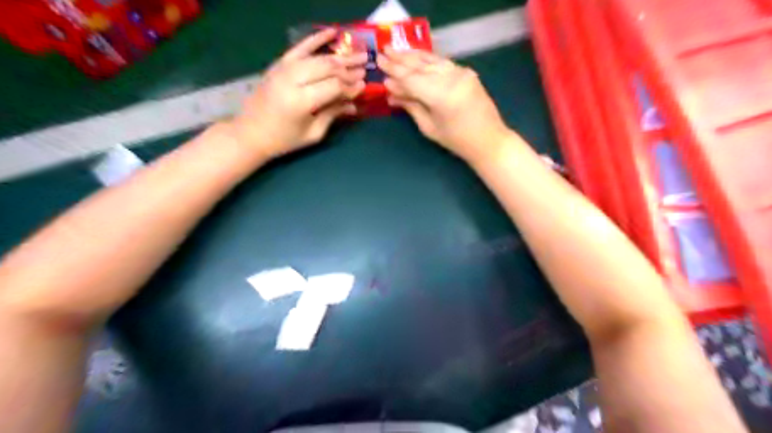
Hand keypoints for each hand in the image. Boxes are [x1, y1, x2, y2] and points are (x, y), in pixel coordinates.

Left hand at [228, 29, 366, 160]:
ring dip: (339, 57)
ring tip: (357, 56)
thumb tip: (353, 104)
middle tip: (364, 68)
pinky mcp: (279, 64)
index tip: (364, 86)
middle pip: (327, 68)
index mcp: (301, 101)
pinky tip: (332, 33)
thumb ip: (333, 114)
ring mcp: (283, 69)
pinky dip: (316, 39)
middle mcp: (292, 80)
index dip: (351, 86)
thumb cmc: (284, 140)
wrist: (250, 133)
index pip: (334, 86)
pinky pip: (300, 47)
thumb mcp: (313, 133)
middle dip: (349, 69)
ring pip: (318, 58)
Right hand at [375, 46, 510, 161]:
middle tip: (382, 52)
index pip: (411, 79)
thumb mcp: (429, 127)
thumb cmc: (456, 141)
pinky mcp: (466, 72)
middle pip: (420, 66)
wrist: (488, 139)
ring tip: (395, 51)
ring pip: (431, 60)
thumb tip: (391, 91)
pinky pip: (442, 62)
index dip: (394, 72)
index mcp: (440, 95)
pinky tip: (416, 56)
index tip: (379, 63)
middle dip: (400, 60)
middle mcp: (451, 78)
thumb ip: (410, 105)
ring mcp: (461, 72)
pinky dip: (427, 59)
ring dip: (412, 56)